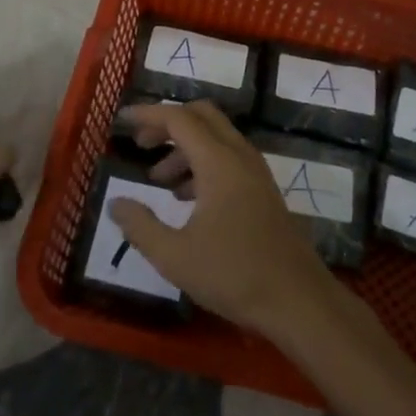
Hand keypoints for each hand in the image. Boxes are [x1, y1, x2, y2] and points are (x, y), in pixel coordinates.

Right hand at [108, 101, 333, 340]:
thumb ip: (140, 226)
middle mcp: (239, 156)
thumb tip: (116, 203)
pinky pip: (228, 158)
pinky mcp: (263, 190)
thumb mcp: (175, 256)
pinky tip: (186, 199)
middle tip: (142, 145)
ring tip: (158, 182)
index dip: (148, 114)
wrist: (299, 301)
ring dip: (184, 148)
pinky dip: (202, 163)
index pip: (178, 119)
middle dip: (167, 123)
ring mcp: (255, 172)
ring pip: (216, 138)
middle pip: (201, 116)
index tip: (122, 120)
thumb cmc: (234, 275)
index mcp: (218, 162)